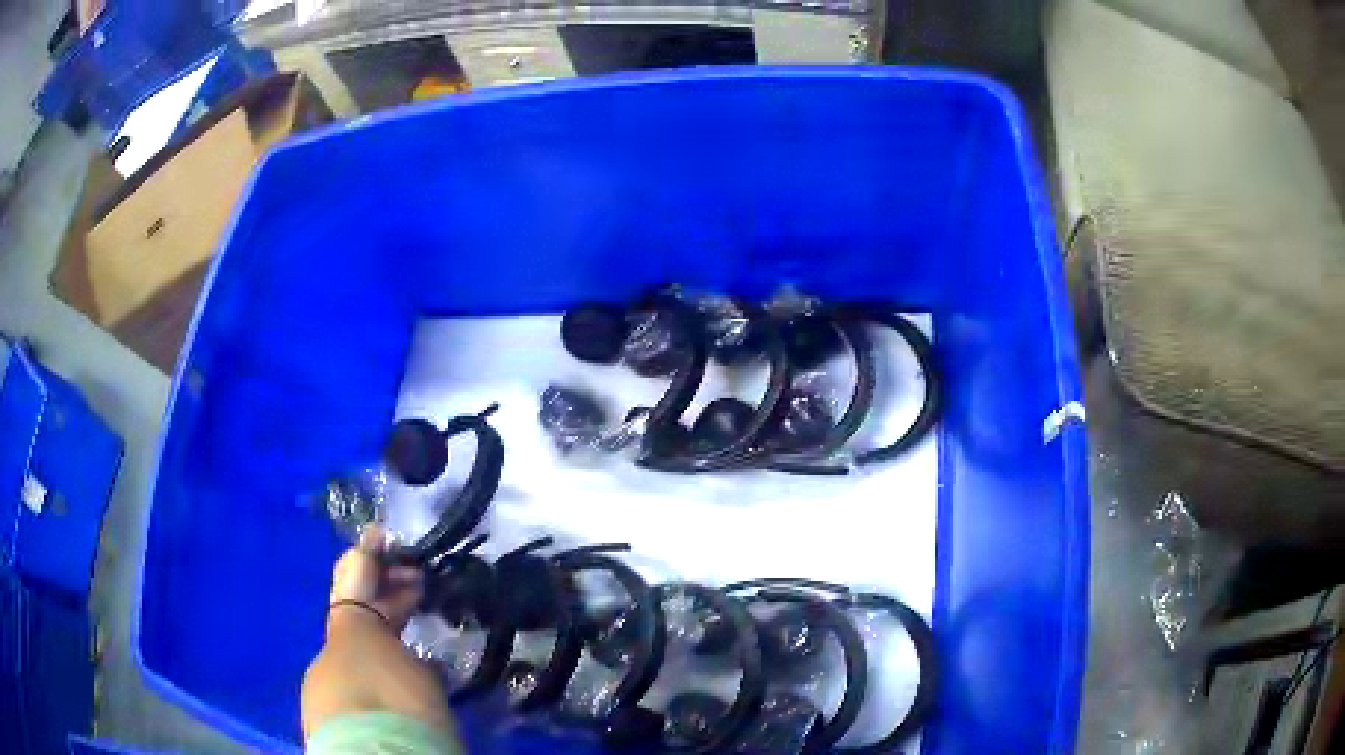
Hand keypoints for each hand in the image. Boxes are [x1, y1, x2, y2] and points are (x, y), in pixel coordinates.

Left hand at [330, 525, 423, 631]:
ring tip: (417, 571)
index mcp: (352, 564)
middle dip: (397, 559)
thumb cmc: (357, 582)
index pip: (367, 550)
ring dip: (408, 573)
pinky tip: (422, 581)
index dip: (379, 543)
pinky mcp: (400, 607)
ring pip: (399, 577)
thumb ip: (372, 538)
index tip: (393, 537)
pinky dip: (417, 586)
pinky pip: (411, 592)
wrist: (367, 617)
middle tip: (409, 554)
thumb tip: (381, 527)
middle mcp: (367, 579)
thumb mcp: (361, 552)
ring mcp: (384, 594)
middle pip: (385, 564)